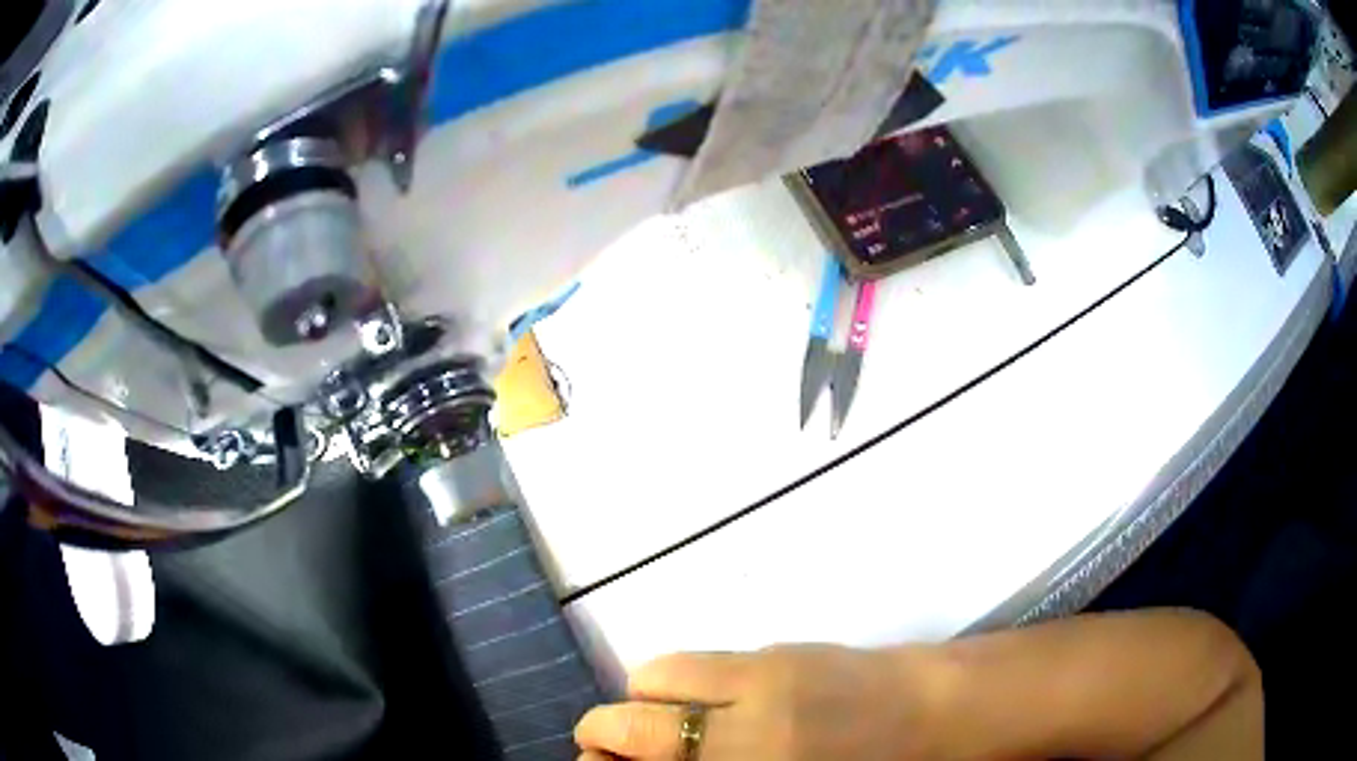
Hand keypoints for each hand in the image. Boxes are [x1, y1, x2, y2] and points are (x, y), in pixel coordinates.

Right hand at [574, 645, 943, 760]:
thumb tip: (660, 760)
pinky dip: (689, 682)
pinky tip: (721, 702)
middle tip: (614, 750)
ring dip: (648, 701)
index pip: (642, 756)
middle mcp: (745, 727)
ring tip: (674, 722)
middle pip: (628, 722)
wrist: (946, 711)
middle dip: (604, 735)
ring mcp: (762, 676)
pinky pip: (704, 660)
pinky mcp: (781, 647)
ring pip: (657, 676)